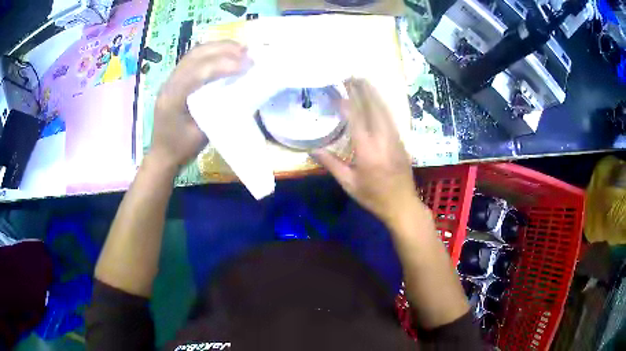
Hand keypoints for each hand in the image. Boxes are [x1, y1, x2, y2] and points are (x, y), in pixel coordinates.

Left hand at [151, 40, 248, 168]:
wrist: (162, 154)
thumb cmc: (182, 148)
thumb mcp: (202, 134)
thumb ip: (217, 110)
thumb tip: (240, 90)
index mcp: (172, 98)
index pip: (198, 72)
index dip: (224, 65)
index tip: (247, 66)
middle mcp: (169, 83)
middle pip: (196, 55)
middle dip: (224, 50)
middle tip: (248, 53)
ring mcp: (170, 78)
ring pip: (195, 53)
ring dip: (219, 47)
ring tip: (241, 49)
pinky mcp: (175, 78)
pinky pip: (194, 58)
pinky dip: (213, 52)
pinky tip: (227, 54)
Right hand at [313, 78, 420, 223]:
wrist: (402, 205)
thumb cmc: (373, 197)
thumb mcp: (349, 184)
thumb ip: (331, 164)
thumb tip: (312, 149)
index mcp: (367, 149)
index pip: (356, 118)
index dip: (347, 101)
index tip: (338, 89)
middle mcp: (383, 138)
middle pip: (373, 107)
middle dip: (362, 89)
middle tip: (351, 75)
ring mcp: (395, 138)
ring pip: (384, 109)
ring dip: (374, 93)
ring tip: (364, 80)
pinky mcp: (401, 141)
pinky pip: (391, 117)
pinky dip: (382, 104)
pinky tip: (377, 99)